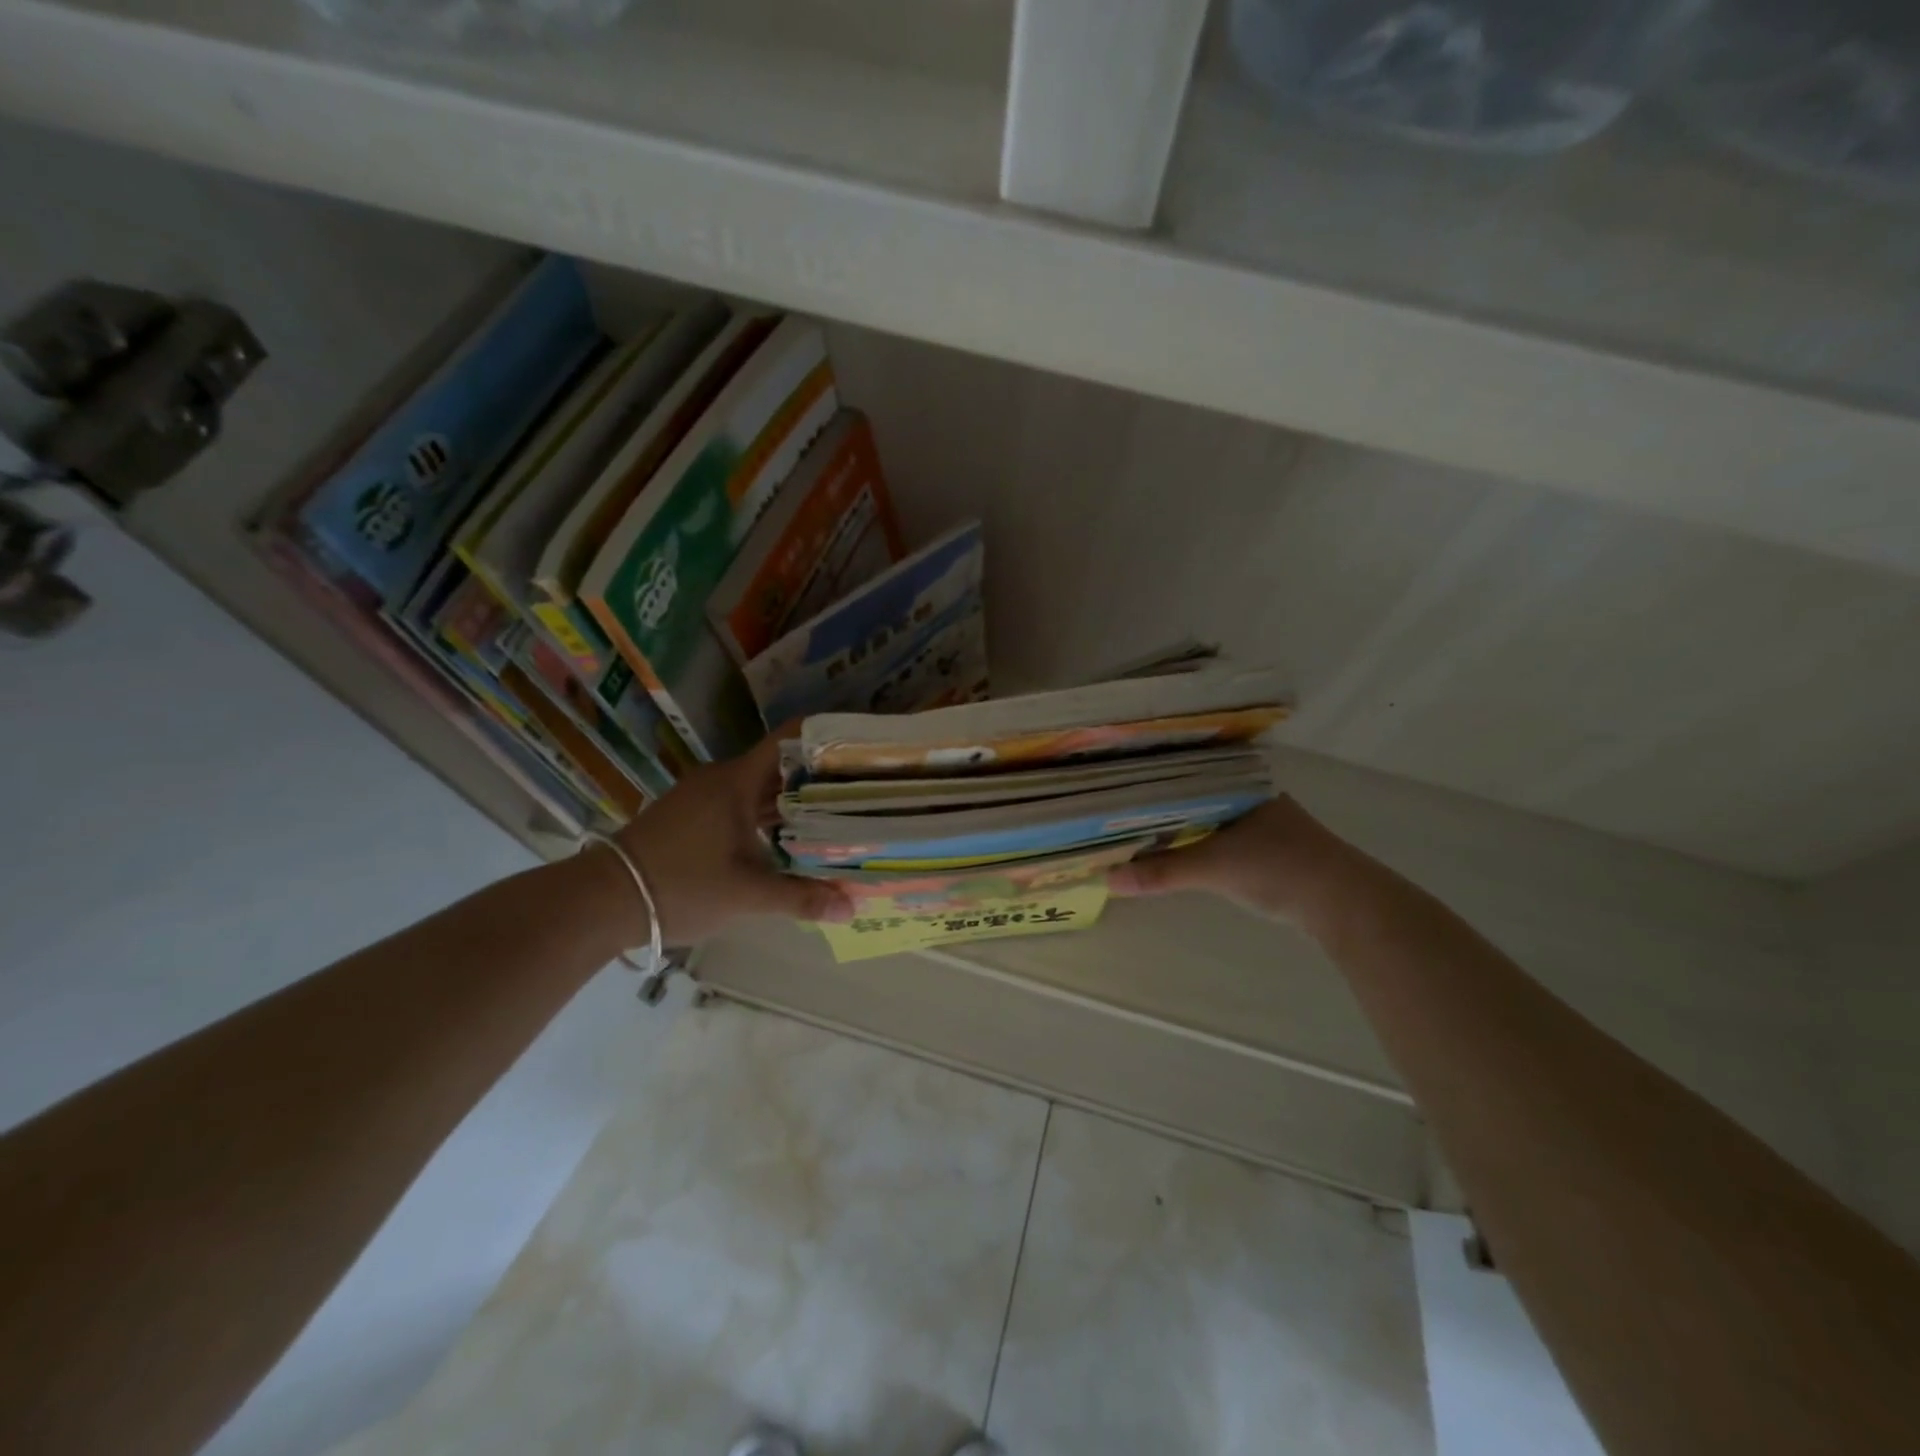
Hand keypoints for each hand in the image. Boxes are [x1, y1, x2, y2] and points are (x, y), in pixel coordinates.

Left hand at [604, 735, 851, 945]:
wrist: (603, 899)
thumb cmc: (681, 884)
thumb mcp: (746, 894)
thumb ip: (801, 898)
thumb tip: (851, 907)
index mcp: (737, 781)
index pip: (790, 738)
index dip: (825, 736)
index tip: (861, 745)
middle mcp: (722, 779)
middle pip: (781, 766)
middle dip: (820, 776)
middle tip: (862, 789)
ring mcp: (704, 797)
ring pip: (761, 789)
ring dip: (794, 801)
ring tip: (838, 813)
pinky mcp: (693, 817)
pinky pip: (743, 805)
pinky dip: (770, 816)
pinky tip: (791, 838)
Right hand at [1107, 795, 1354, 924]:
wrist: (1346, 904)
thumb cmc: (1279, 868)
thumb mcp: (1214, 868)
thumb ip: (1162, 872)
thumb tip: (1108, 880)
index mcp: (1239, 784)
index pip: (1184, 774)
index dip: (1150, 784)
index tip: (1115, 790)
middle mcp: (1251, 794)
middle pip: (1193, 796)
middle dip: (1160, 806)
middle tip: (1117, 813)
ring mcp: (1264, 821)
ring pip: (1208, 816)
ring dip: (1180, 826)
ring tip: (1138, 831)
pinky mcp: (1271, 848)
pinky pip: (1222, 835)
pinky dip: (1199, 842)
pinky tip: (1180, 851)